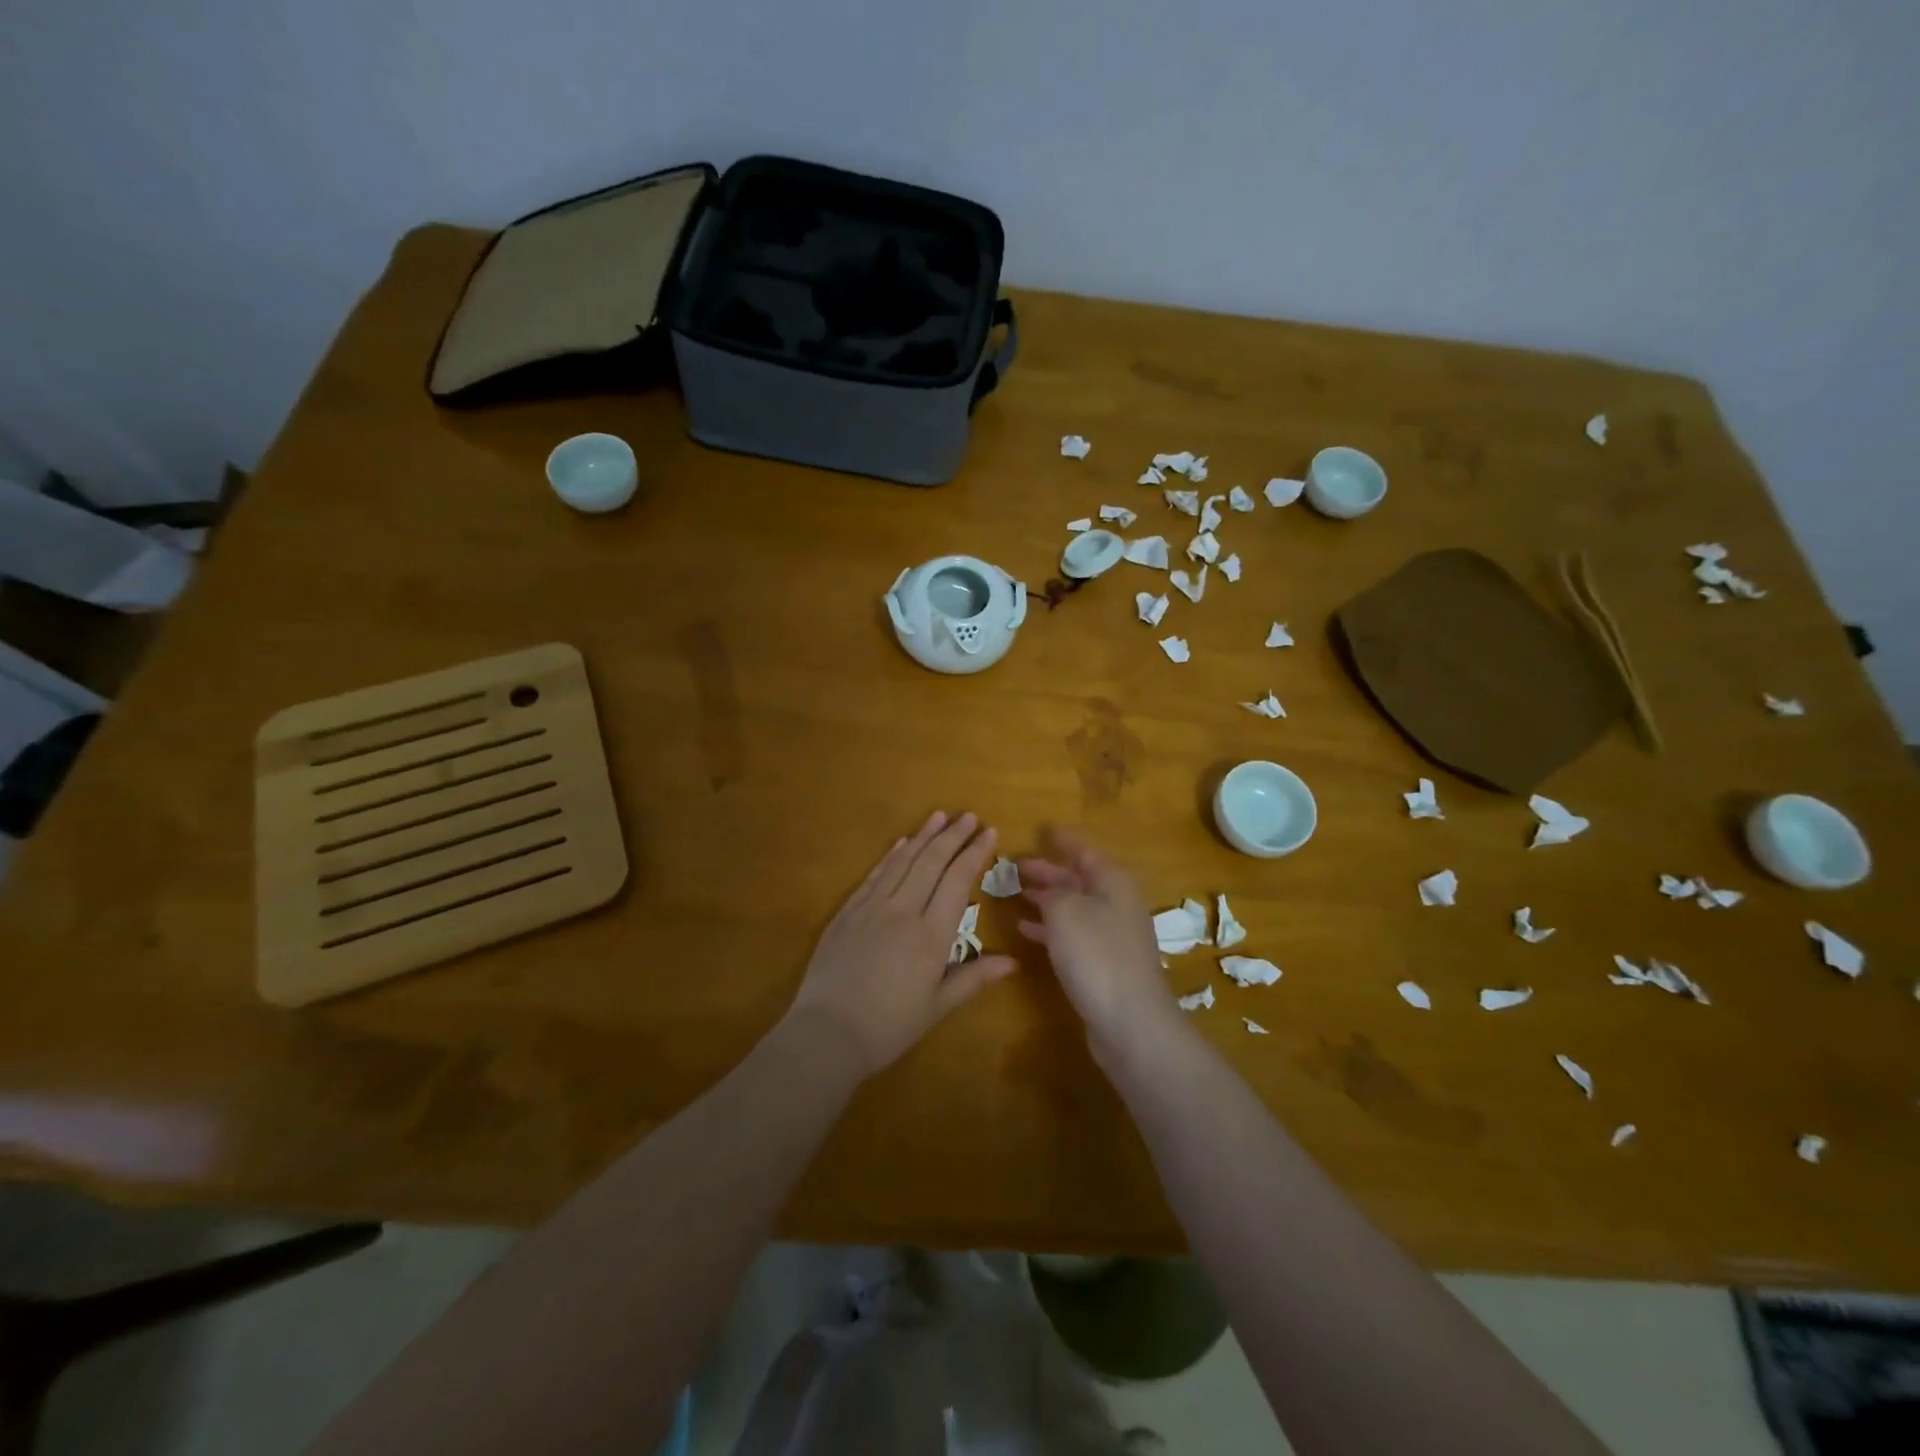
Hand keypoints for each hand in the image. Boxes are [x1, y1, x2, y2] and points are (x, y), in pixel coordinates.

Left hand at [788, 811, 1017, 1079]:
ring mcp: (871, 908)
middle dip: (952, 836)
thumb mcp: (937, 1006)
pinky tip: (900, 844)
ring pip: (902, 862)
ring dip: (923, 837)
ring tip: (939, 816)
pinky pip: (874, 876)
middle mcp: (903, 910)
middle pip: (931, 862)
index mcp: (931, 934)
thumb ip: (974, 978)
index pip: (957, 880)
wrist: (827, 1033)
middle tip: (968, 815)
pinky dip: (890, 856)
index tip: (989, 832)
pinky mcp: (847, 913)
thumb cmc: (889, 1026)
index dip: (974, 853)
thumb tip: (1013, 962)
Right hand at [1017, 830, 1177, 1050]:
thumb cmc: (1096, 954)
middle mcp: (1116, 903)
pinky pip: (1072, 934)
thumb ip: (1052, 892)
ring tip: (1016, 894)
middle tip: (1016, 866)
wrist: (1130, 1020)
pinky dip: (1049, 928)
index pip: (1084, 850)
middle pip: (1079, 879)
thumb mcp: (1065, 911)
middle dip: (1048, 872)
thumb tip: (1049, 892)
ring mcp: (1112, 935)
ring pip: (1074, 907)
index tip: (1043, 829)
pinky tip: (1025, 930)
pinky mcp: (1104, 963)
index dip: (1062, 840)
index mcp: (1112, 881)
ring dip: (1046, 900)